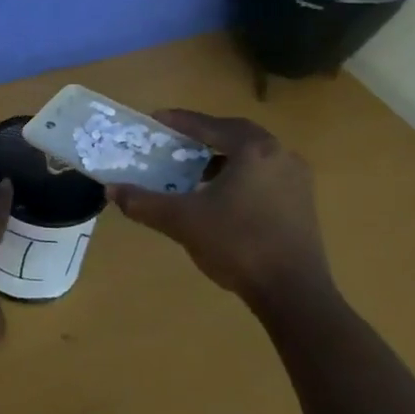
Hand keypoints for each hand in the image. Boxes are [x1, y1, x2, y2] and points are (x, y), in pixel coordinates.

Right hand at [103, 111, 331, 309]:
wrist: (294, 294)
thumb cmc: (237, 244)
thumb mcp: (182, 221)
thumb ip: (144, 202)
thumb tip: (111, 190)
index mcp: (253, 149)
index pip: (209, 125)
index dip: (179, 121)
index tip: (155, 119)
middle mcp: (280, 155)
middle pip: (235, 134)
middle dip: (204, 134)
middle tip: (177, 140)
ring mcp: (297, 180)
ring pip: (252, 156)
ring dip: (223, 156)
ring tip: (195, 169)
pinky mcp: (303, 204)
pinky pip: (265, 175)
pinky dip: (240, 175)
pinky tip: (220, 195)